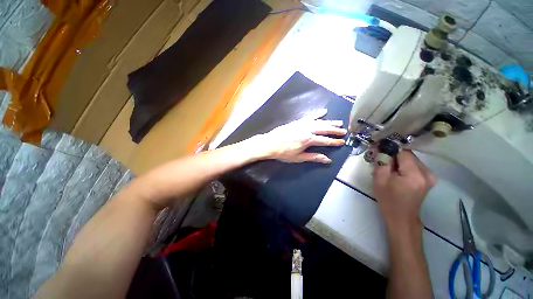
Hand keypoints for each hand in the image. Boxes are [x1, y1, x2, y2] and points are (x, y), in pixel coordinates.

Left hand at [251, 116, 346, 163]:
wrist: (270, 143)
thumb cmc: (283, 152)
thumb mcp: (299, 157)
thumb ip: (313, 157)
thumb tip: (327, 159)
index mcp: (308, 140)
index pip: (325, 140)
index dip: (334, 142)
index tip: (341, 142)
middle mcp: (307, 130)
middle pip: (324, 129)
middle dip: (335, 130)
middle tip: (344, 131)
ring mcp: (302, 124)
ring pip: (319, 122)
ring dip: (329, 122)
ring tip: (338, 122)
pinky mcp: (297, 121)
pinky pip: (309, 117)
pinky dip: (317, 114)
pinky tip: (323, 112)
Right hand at [373, 150, 435, 227]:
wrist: (402, 217)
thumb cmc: (388, 200)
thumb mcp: (379, 180)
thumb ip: (381, 162)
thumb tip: (380, 148)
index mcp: (414, 175)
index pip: (403, 152)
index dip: (391, 151)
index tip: (380, 153)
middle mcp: (427, 173)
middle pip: (408, 155)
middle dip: (394, 157)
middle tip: (383, 164)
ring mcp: (431, 176)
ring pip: (412, 159)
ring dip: (399, 162)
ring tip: (390, 171)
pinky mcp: (430, 179)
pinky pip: (415, 165)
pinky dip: (405, 166)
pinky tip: (398, 174)